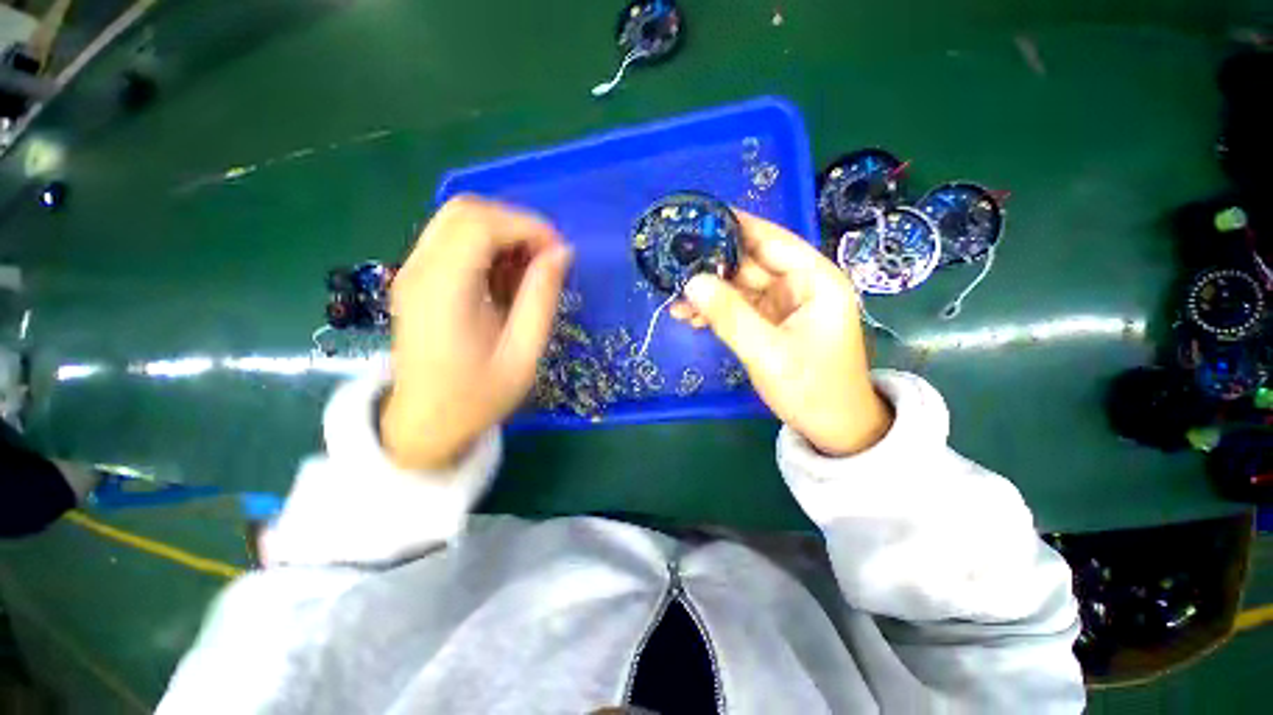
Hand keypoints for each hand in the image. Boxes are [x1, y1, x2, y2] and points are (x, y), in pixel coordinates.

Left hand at [380, 196, 572, 470]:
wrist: (425, 422)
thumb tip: (562, 253)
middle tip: (546, 258)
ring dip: (502, 233)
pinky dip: (487, 245)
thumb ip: (542, 299)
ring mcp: (412, 271)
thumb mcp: (523, 355)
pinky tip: (505, 278)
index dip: (528, 227)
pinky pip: (452, 239)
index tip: (560, 252)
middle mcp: (419, 270)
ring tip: (529, 270)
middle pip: (465, 210)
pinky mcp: (416, 277)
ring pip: (458, 219)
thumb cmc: (478, 397)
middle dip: (516, 224)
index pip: (482, 225)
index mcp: (444, 292)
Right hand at [671, 211, 891, 455]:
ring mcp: (784, 305)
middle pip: (751, 264)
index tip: (700, 218)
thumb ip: (729, 315)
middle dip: (713, 267)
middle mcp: (800, 285)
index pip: (772, 240)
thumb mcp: (767, 352)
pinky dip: (715, 312)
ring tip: (675, 300)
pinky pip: (739, 308)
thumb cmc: (812, 388)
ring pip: (740, 288)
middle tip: (675, 265)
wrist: (833, 428)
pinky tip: (688, 317)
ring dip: (709, 294)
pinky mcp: (771, 323)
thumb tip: (691, 282)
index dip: (737, 226)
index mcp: (814, 280)